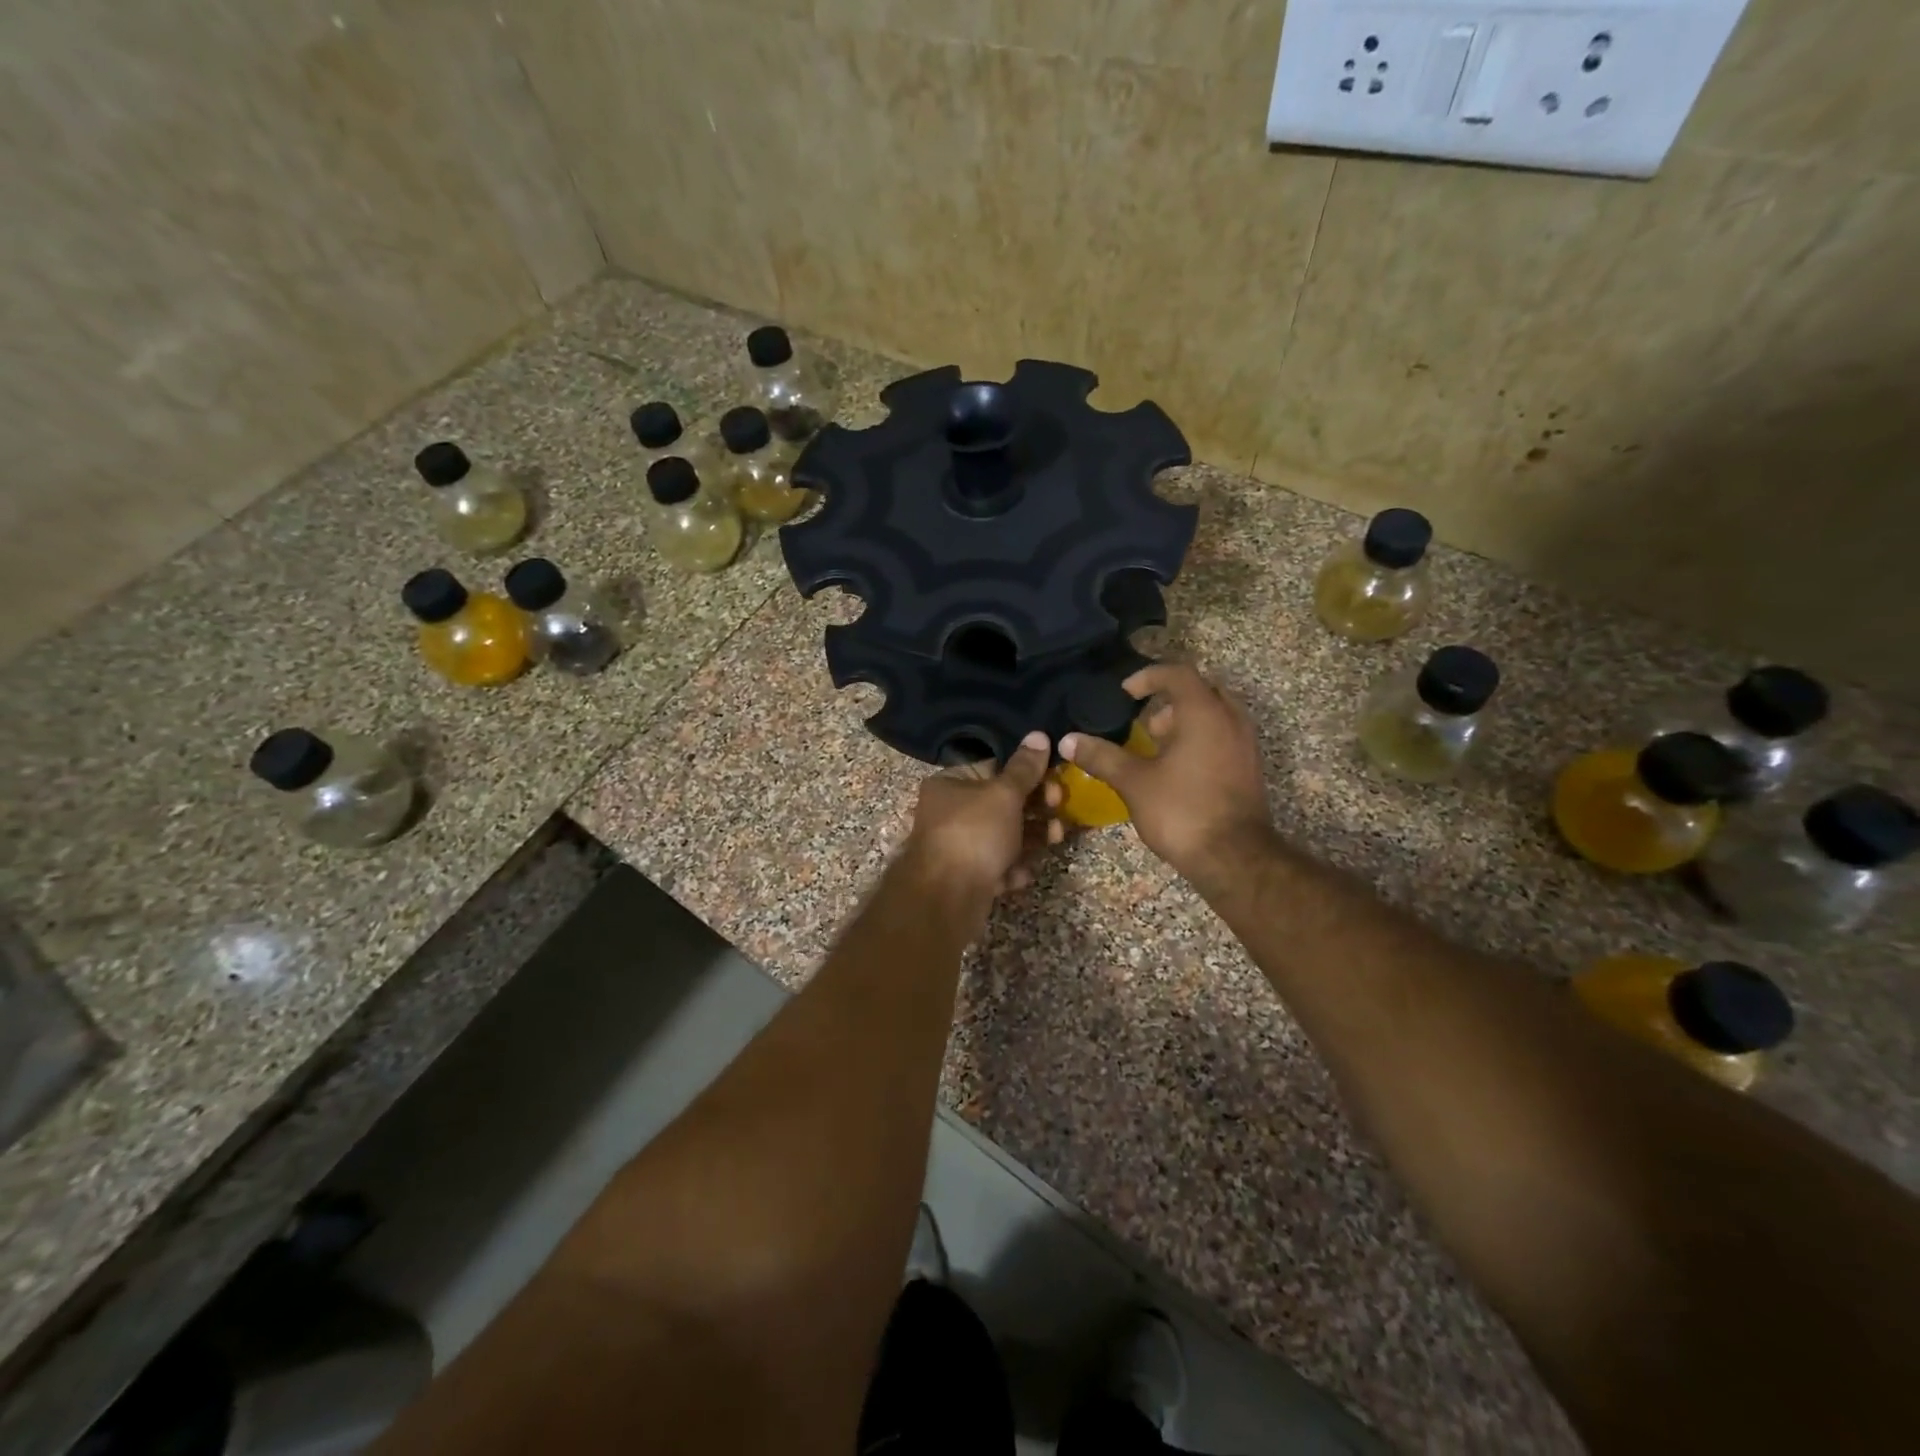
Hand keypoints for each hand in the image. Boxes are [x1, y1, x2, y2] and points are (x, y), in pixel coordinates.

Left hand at [898, 731, 1054, 920]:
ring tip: (1054, 840)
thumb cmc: (974, 833)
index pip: (994, 768)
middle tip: (1058, 812)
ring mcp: (958, 846)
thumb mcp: (1004, 794)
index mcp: (951, 783)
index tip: (1055, 781)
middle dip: (1036, 809)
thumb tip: (1038, 735)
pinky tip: (1020, 875)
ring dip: (1032, 838)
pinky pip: (997, 864)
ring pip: (1004, 836)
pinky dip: (1012, 867)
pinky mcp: (968, 876)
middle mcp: (950, 812)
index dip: (1028, 774)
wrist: (946, 898)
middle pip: (1002, 804)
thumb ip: (1024, 768)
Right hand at [1058, 664, 1275, 890]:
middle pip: (1201, 690)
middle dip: (1170, 700)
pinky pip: (1224, 737)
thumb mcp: (1134, 782)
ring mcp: (1245, 744)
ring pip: (1215, 715)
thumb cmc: (1182, 811)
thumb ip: (1101, 756)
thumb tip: (1067, 740)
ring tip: (1157, 747)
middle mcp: (1231, 719)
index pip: (1177, 673)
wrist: (1235, 859)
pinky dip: (1201, 739)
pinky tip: (1177, 770)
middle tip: (1145, 722)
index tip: (1124, 693)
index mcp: (1204, 712)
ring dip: (1186, 721)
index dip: (1148, 676)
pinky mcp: (1249, 768)